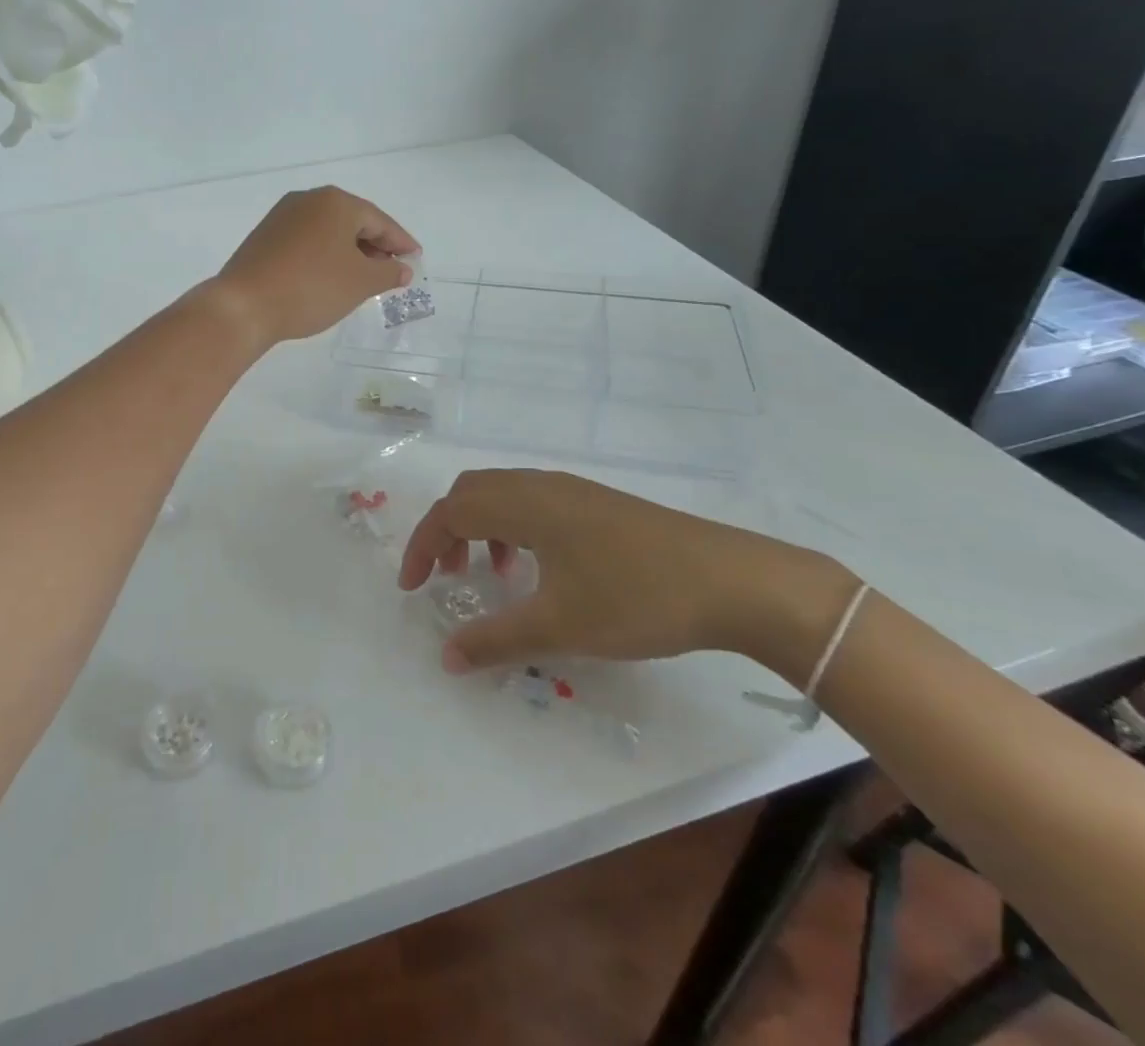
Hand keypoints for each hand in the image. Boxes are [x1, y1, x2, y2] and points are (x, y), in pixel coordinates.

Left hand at [208, 186, 418, 348]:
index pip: (380, 221)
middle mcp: (308, 200)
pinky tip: (330, 277)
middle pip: (353, 222)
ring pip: (328, 232)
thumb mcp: (360, 283)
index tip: (415, 259)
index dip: (401, 242)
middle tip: (392, 270)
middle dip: (375, 246)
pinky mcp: (264, 237)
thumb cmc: (311, 288)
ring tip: (364, 278)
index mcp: (336, 202)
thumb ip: (388, 272)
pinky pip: (307, 241)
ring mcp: (282, 217)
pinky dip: (325, 256)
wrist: (244, 305)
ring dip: (350, 252)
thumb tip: (402, 268)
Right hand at [399, 469, 856, 680]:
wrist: (732, 581)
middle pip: (471, 492)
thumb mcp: (559, 626)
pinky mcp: (597, 503)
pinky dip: (513, 528)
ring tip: (491, 575)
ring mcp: (572, 490)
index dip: (422, 546)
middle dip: (447, 532)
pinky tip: (538, 570)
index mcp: (524, 504)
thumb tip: (445, 657)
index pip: (451, 510)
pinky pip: (533, 503)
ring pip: (503, 495)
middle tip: (445, 577)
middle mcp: (541, 486)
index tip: (413, 589)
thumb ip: (495, 640)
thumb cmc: (636, 598)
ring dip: (481, 529)